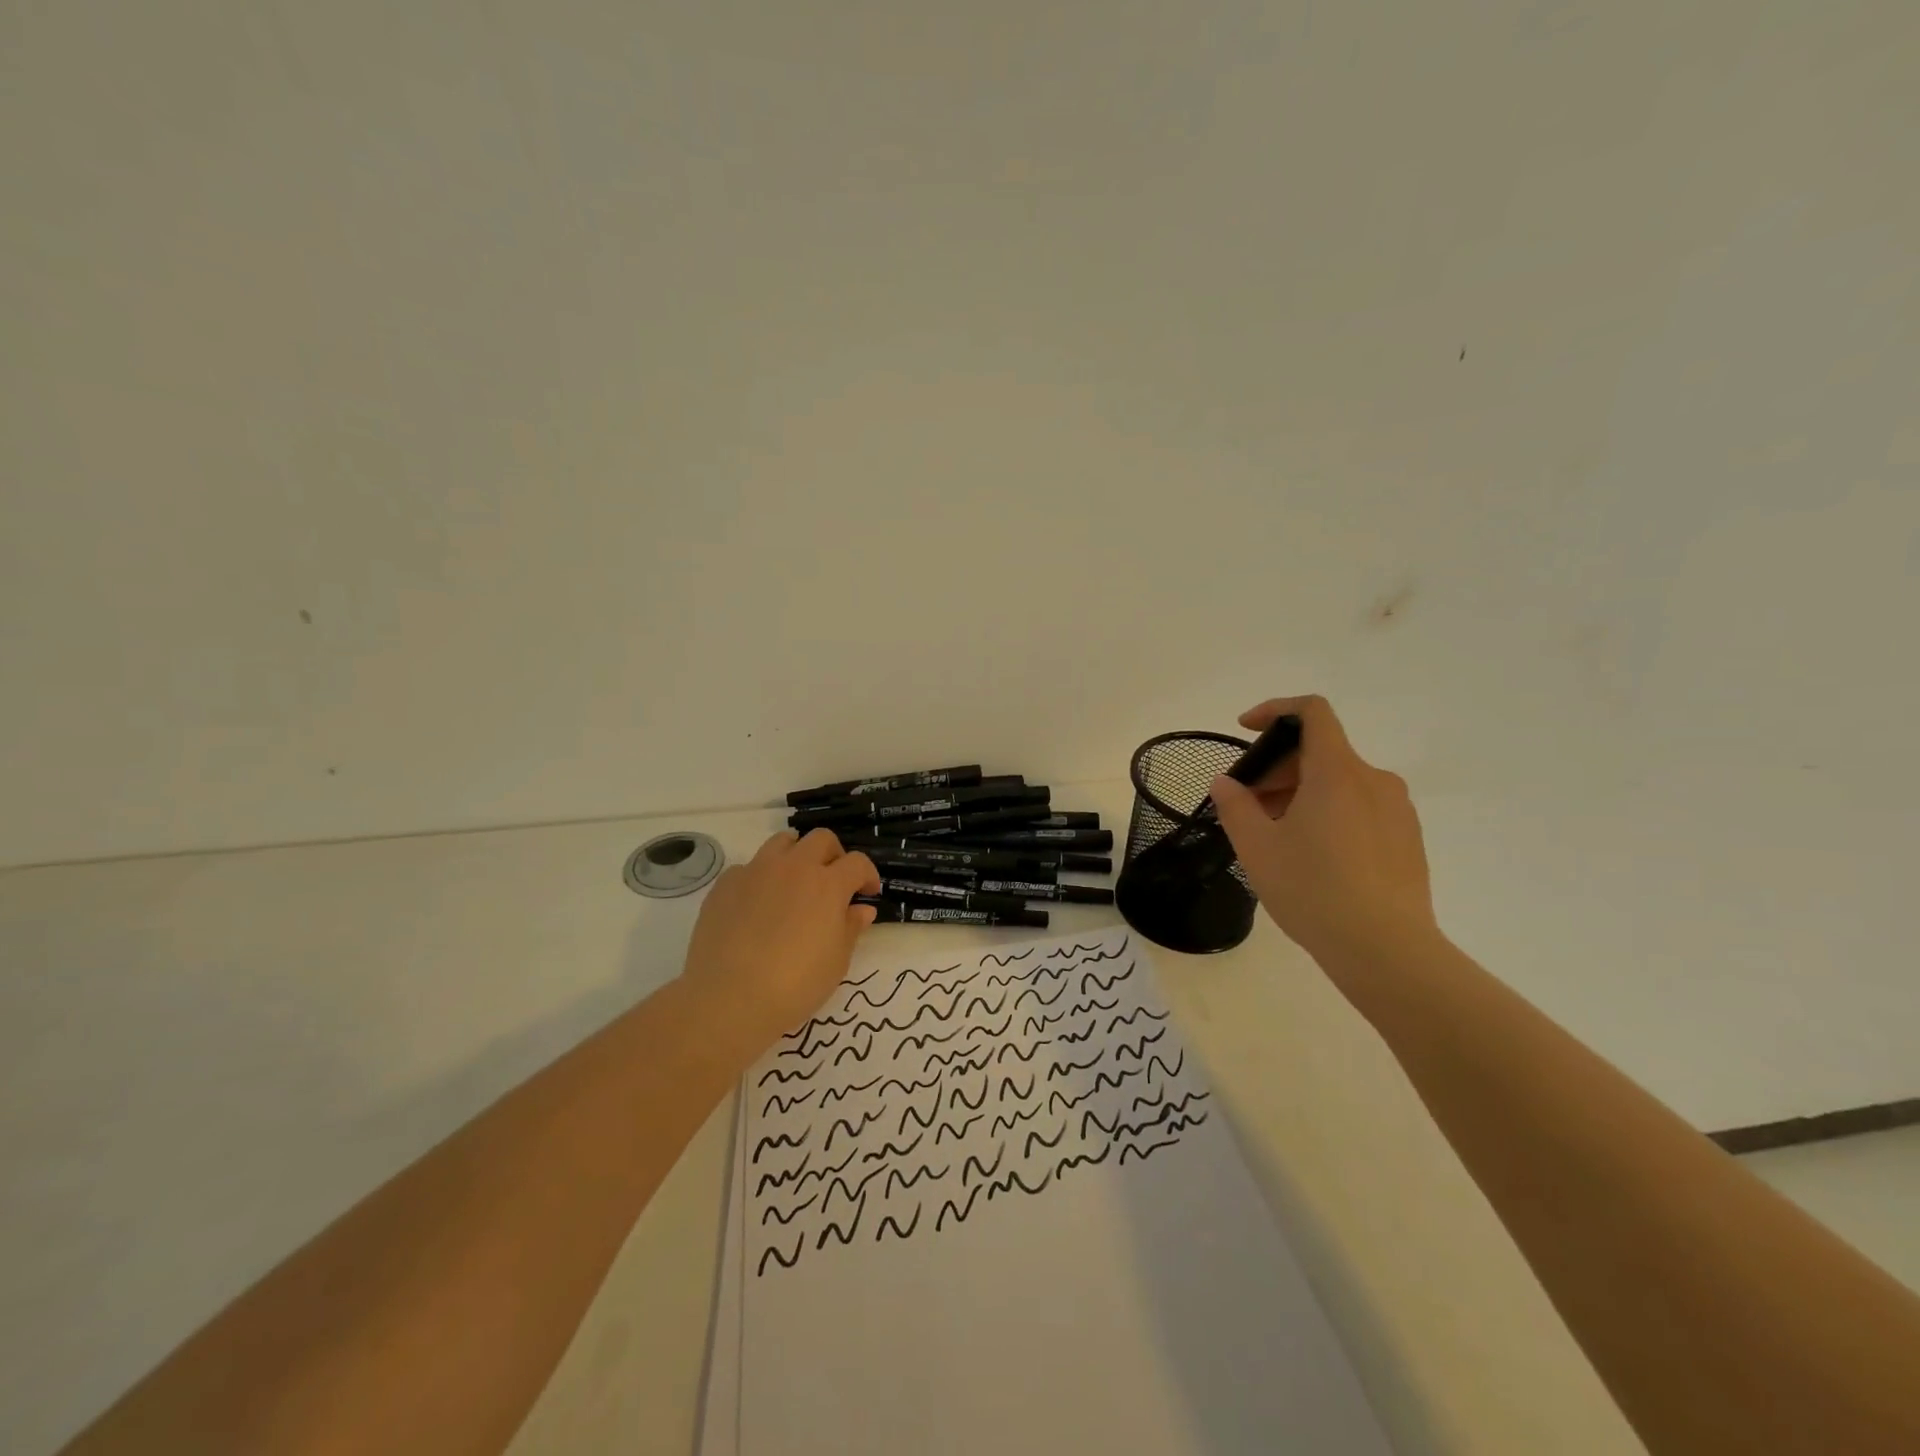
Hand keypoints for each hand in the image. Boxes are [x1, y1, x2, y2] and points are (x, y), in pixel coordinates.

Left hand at [682, 829, 881, 1046]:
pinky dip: (759, 879)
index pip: (857, 862)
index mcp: (828, 884)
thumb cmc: (796, 984)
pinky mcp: (726, 884)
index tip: (867, 892)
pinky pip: (748, 868)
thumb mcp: (836, 961)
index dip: (867, 875)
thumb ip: (851, 928)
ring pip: (782, 842)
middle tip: (833, 882)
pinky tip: (756, 906)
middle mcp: (794, 867)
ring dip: (796, 855)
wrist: (730, 997)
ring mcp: (756, 871)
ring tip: (794, 883)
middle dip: (834, 855)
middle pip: (821, 839)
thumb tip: (861, 909)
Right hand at [1209, 695, 1439, 961]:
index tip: (1245, 730)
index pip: (1312, 712)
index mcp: (1337, 772)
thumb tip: (1226, 783)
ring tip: (1277, 836)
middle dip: (1278, 768)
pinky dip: (1330, 813)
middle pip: (1321, 751)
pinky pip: (1361, 808)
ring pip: (1340, 782)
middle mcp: (1374, 780)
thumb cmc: (1313, 890)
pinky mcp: (1408, 839)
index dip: (1275, 710)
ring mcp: (1397, 810)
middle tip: (1249, 805)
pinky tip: (1313, 857)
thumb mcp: (1257, 847)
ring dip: (1302, 793)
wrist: (1386, 951)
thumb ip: (1236, 806)